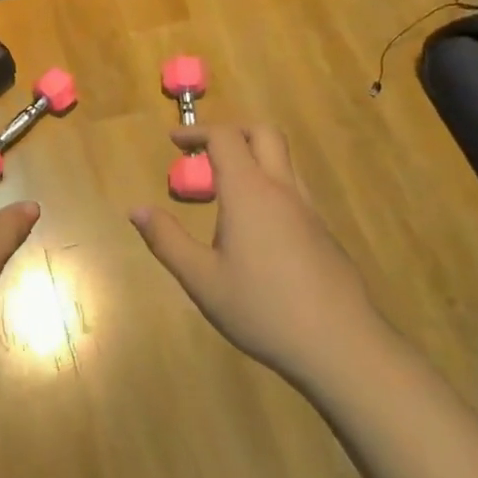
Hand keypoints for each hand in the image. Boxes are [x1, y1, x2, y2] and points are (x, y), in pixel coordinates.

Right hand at [131, 125, 384, 381]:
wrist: (341, 346)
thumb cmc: (262, 309)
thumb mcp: (202, 279)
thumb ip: (167, 240)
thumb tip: (136, 209)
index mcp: (249, 192)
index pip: (224, 138)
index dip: (196, 132)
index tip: (173, 140)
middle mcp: (282, 190)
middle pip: (263, 134)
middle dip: (231, 131)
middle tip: (203, 152)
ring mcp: (309, 210)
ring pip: (283, 161)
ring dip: (252, 158)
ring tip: (223, 190)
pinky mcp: (323, 233)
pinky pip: (293, 190)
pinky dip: (268, 185)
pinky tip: (253, 227)